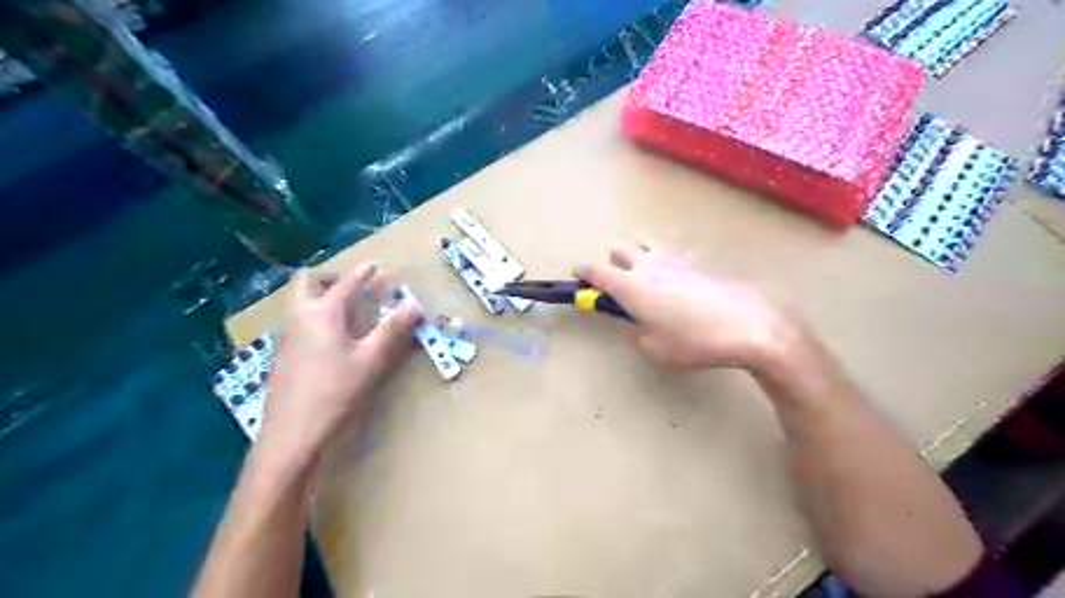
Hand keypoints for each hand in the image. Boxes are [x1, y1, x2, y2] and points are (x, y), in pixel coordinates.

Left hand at [260, 261, 421, 457]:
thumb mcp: (371, 360)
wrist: (291, 434)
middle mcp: (299, 317)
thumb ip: (392, 330)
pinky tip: (328, 338)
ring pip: (298, 302)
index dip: (362, 273)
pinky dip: (312, 315)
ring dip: (317, 295)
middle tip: (349, 285)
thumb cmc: (335, 392)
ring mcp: (286, 337)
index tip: (375, 265)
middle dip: (327, 277)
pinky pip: (296, 321)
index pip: (345, 284)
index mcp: (322, 313)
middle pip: (305, 283)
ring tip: (343, 307)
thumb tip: (415, 306)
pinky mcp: (282, 356)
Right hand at [580, 245, 803, 370]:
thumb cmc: (692, 341)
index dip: (583, 273)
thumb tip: (620, 317)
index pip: (596, 271)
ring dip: (638, 259)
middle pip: (619, 250)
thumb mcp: (652, 346)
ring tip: (647, 283)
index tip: (577, 276)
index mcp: (630, 286)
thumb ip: (629, 329)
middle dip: (611, 264)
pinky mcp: (695, 264)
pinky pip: (670, 257)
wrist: (747, 325)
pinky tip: (676, 287)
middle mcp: (648, 266)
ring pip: (645, 247)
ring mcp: (674, 261)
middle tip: (617, 287)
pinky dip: (663, 265)